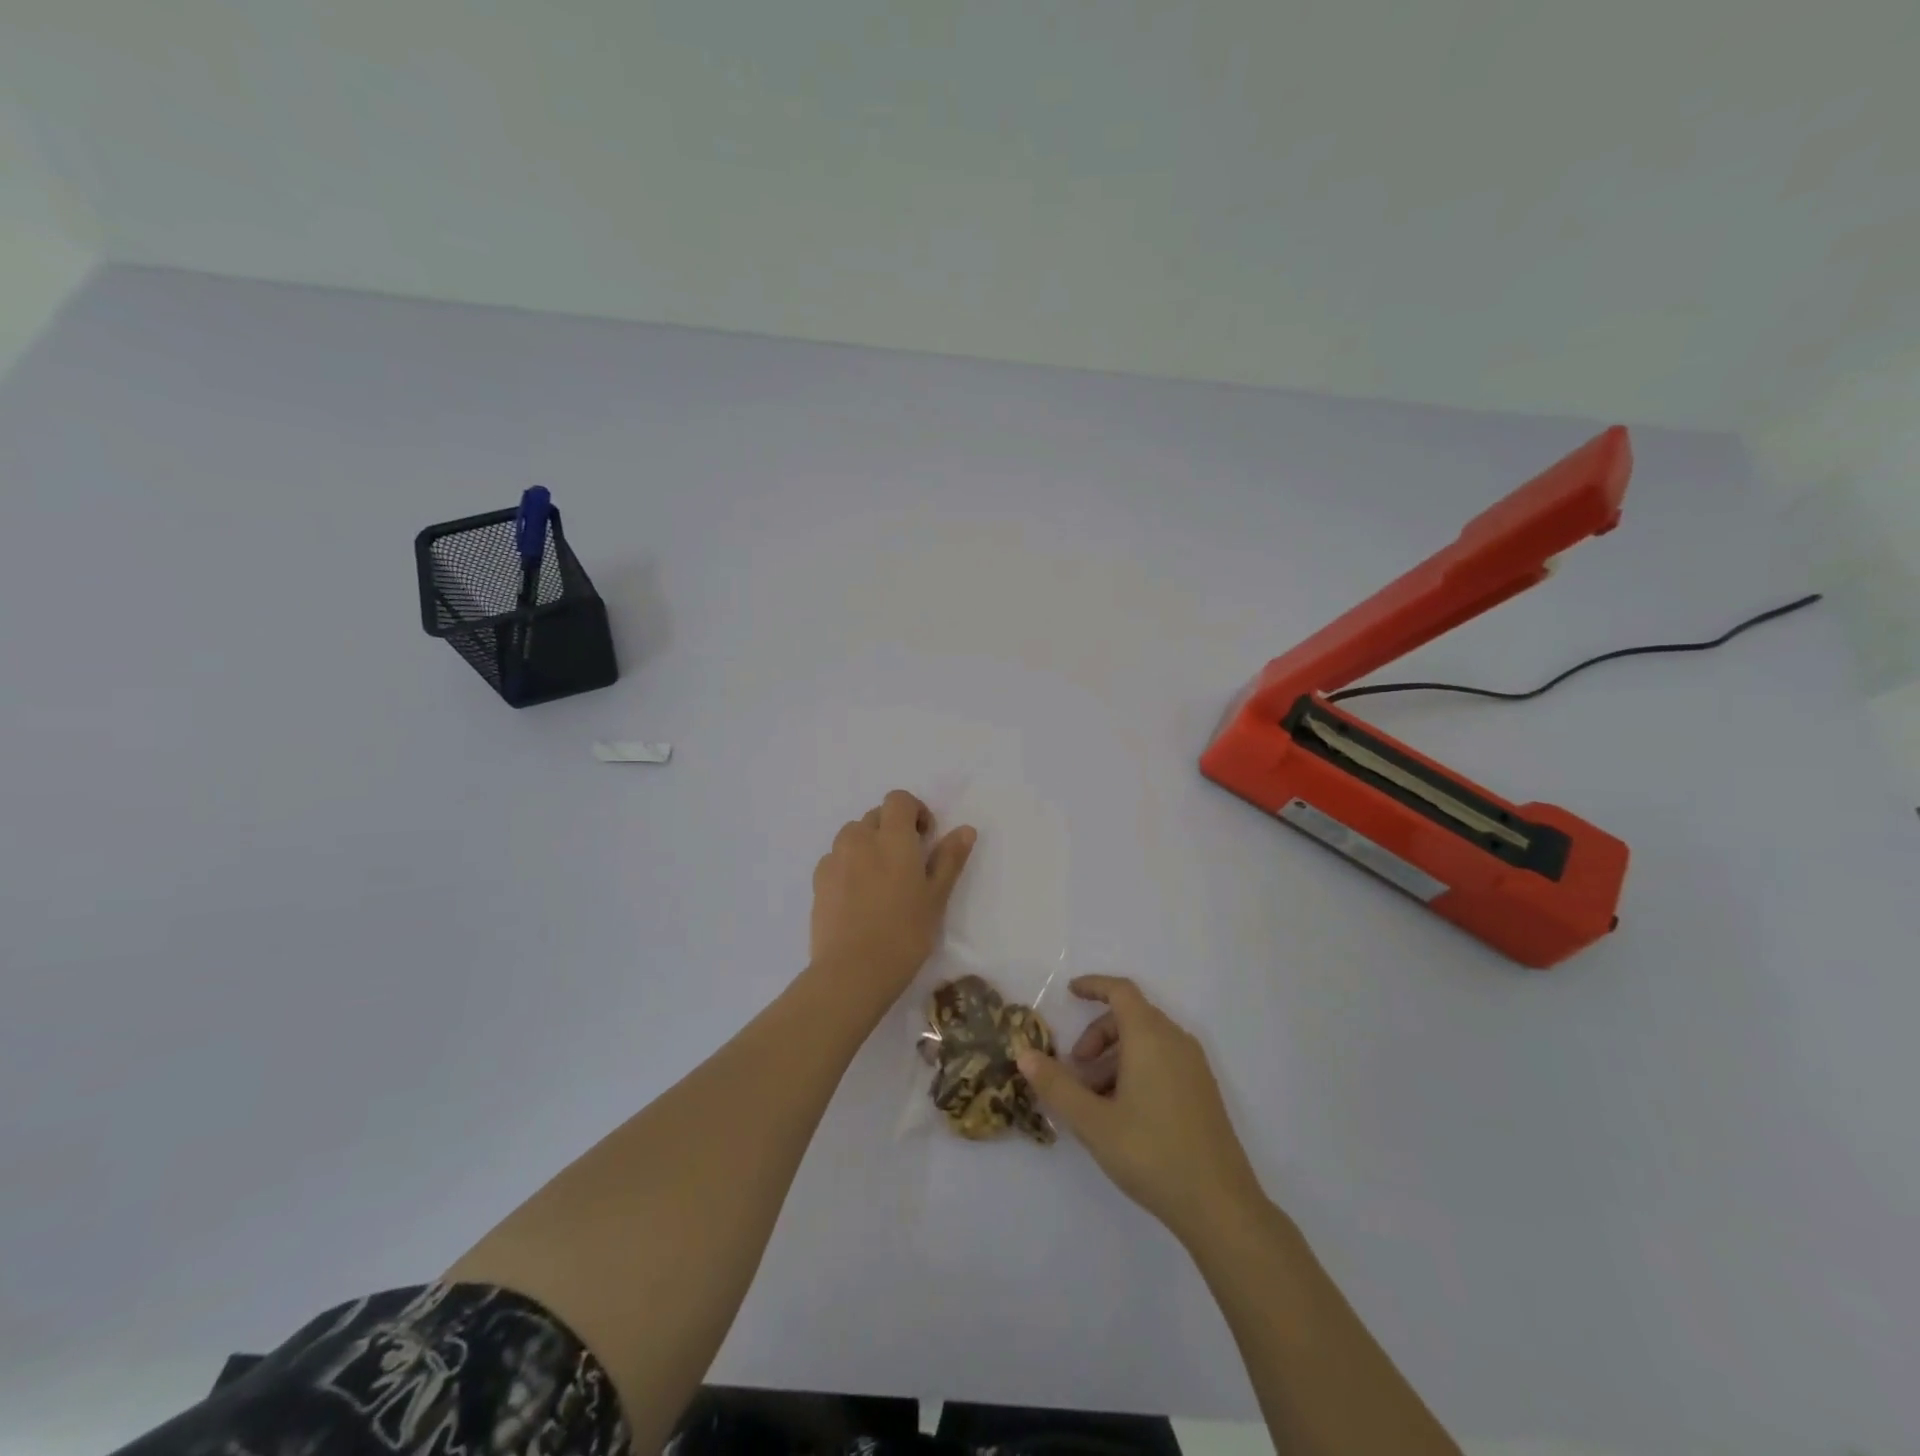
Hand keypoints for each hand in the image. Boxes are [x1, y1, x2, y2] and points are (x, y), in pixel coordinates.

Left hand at [811, 789, 975, 1003]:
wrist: (852, 972)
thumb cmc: (904, 933)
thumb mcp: (936, 897)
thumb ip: (949, 859)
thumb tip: (965, 830)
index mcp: (892, 838)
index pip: (898, 800)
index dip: (914, 811)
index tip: (925, 838)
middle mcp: (859, 839)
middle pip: (876, 816)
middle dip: (893, 829)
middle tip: (907, 864)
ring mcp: (834, 859)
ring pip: (853, 835)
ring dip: (869, 844)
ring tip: (880, 879)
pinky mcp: (818, 881)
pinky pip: (836, 858)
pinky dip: (849, 865)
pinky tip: (858, 896)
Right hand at [1017, 976, 1264, 1244]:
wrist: (1220, 1206)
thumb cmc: (1152, 1154)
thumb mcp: (1093, 1122)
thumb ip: (1056, 1085)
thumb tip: (1023, 1053)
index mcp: (1150, 1038)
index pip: (1120, 991)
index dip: (1094, 986)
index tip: (1069, 993)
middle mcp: (1176, 1041)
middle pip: (1131, 1016)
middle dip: (1098, 1033)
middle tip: (1075, 1068)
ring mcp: (1194, 1066)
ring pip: (1147, 1040)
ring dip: (1115, 1056)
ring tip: (1094, 1098)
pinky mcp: (1203, 1091)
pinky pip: (1163, 1059)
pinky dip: (1136, 1068)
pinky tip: (1122, 1111)